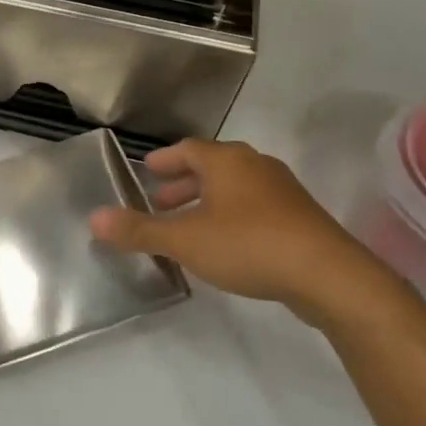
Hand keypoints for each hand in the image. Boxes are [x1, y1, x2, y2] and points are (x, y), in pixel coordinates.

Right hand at [90, 139, 395, 326]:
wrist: (330, 276)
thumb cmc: (249, 244)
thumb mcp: (185, 240)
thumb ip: (139, 230)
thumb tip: (94, 218)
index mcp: (226, 160)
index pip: (187, 149)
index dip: (164, 160)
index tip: (147, 170)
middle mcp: (255, 166)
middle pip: (212, 166)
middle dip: (183, 183)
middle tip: (160, 202)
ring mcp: (282, 191)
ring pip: (235, 188)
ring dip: (207, 202)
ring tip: (189, 227)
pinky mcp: (301, 218)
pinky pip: (255, 208)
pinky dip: (231, 217)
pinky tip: (226, 245)